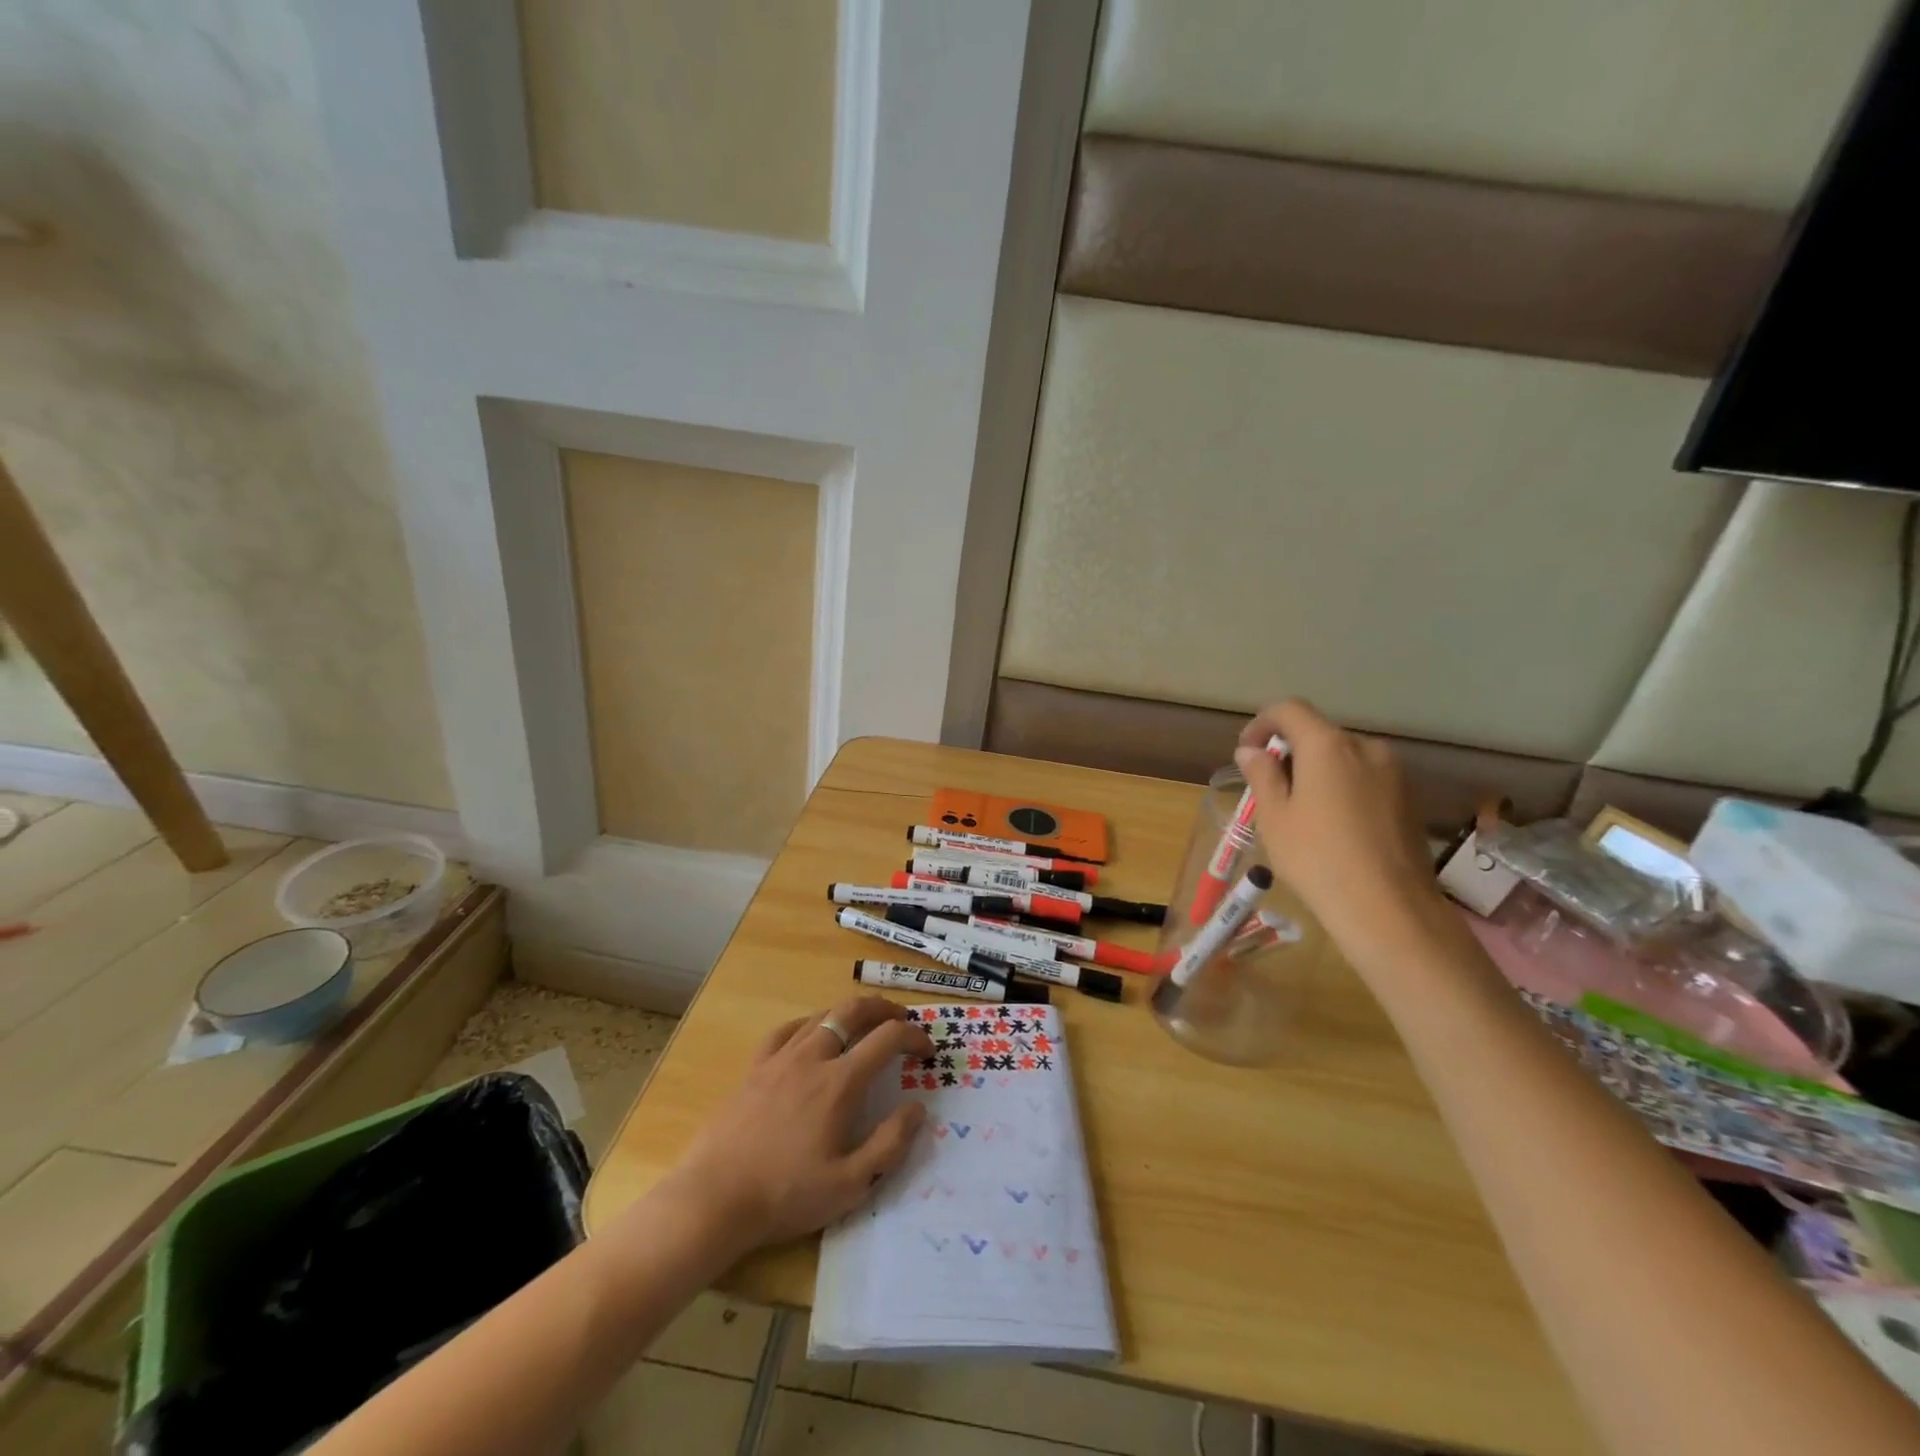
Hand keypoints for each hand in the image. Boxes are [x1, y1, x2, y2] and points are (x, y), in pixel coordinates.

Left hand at [657, 995, 933, 1250]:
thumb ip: (890, 1144)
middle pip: (853, 1011)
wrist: (715, 1198)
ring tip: (864, 1023)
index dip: (914, 1037)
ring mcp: (780, 1059)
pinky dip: (809, 1024)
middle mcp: (813, 1057)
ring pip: (821, 1015)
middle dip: (884, 1008)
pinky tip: (811, 1033)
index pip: (887, 1039)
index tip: (927, 1050)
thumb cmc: (786, 1194)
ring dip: (849, 1012)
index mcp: (840, 1082)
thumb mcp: (850, 1184)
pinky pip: (786, 1030)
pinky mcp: (755, 1068)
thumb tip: (917, 1108)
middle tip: (901, 1019)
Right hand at [1235, 700, 1450, 969]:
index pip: (1290, 710)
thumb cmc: (1318, 858)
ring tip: (1299, 811)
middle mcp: (1365, 748)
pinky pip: (1364, 779)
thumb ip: (1262, 775)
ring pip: (1343, 757)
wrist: (1389, 909)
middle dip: (1289, 751)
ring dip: (1316, 771)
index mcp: (1328, 745)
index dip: (1261, 723)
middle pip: (1319, 733)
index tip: (1246, 752)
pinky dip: (1341, 788)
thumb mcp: (1274, 817)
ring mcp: (1393, 773)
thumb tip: (1252, 751)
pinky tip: (1332, 826)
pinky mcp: (1408, 799)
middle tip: (1268, 788)